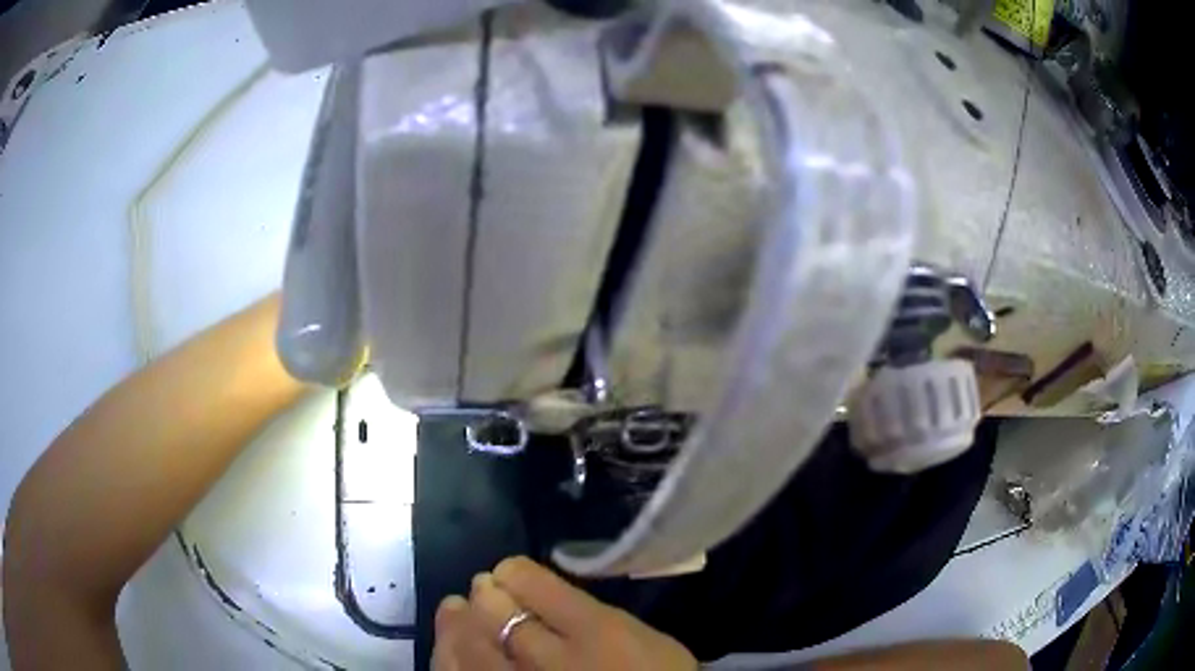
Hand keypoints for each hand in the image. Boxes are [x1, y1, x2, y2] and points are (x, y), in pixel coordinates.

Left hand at [433, 556, 697, 669]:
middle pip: (494, 610)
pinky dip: (451, 657)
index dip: (514, 573)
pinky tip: (452, 647)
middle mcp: (553, 658)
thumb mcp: (645, 637)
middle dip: (484, 594)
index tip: (512, 575)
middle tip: (484, 589)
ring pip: (469, 645)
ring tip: (458, 611)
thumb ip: (592, 612)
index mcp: (596, 631)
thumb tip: (539, 592)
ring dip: (460, 623)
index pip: (531, 582)